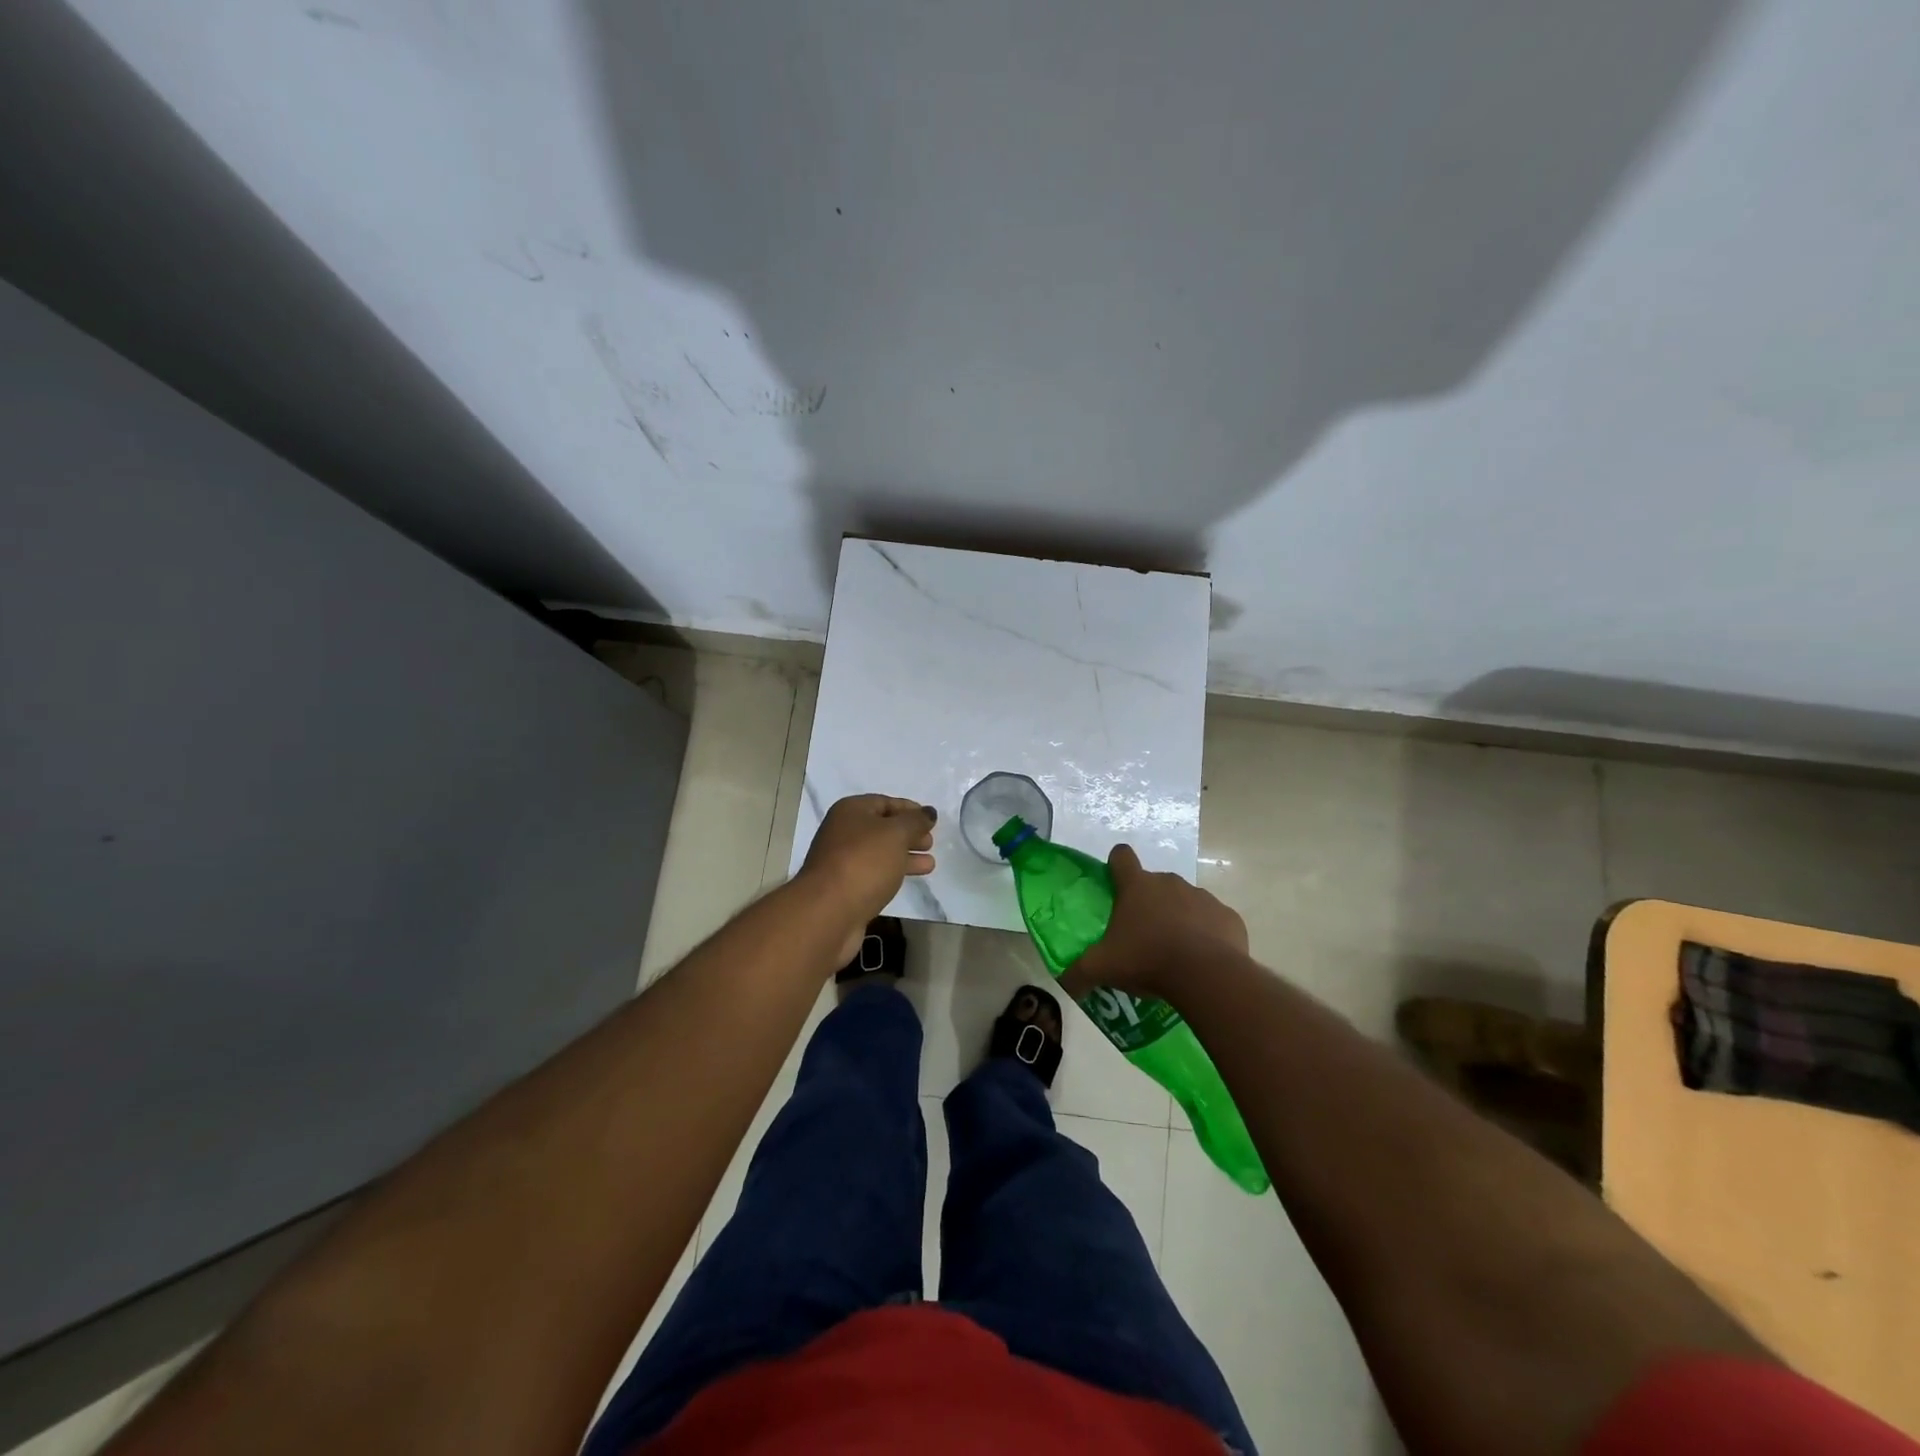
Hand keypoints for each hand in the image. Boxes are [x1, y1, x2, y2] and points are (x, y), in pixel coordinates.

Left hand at [798, 795, 936, 961]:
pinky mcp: (846, 887)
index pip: (884, 802)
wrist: (829, 911)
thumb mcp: (896, 834)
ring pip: (880, 853)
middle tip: (930, 842)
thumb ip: (915, 821)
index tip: (931, 819)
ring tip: (930, 864)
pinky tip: (909, 879)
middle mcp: (843, 832)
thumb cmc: (864, 862)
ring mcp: (842, 861)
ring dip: (904, 856)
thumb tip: (928, 812)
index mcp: (850, 811)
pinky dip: (893, 873)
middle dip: (908, 834)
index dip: (909, 809)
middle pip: (881, 828)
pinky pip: (875, 873)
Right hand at [1060, 843, 1247, 1003]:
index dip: (1116, 865)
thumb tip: (1065, 984)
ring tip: (1175, 953)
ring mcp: (1203, 897)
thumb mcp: (1102, 968)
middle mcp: (1170, 882)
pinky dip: (1208, 935)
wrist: (1207, 976)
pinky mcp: (1228, 917)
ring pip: (1186, 902)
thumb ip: (1078, 973)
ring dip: (1180, 919)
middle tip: (1142, 936)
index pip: (1122, 857)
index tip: (1115, 883)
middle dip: (1149, 904)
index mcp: (1137, 886)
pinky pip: (1214, 921)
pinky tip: (1203, 961)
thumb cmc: (1147, 960)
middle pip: (1155, 883)